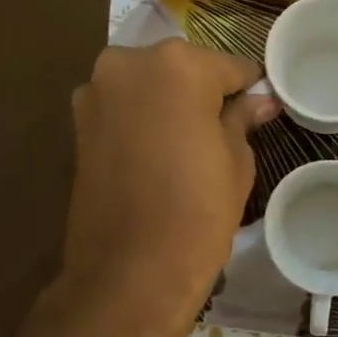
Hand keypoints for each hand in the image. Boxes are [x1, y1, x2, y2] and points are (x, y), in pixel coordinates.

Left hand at [53, 40, 276, 336]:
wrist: (130, 273)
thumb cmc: (198, 213)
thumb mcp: (236, 161)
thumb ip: (242, 119)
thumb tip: (260, 101)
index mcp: (178, 66)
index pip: (229, 66)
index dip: (248, 89)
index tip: (257, 110)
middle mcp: (129, 63)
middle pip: (183, 68)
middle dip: (203, 91)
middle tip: (222, 130)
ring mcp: (97, 91)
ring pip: (149, 84)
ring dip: (169, 102)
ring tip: (188, 144)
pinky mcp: (78, 122)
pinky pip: (124, 106)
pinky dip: (142, 119)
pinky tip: (158, 153)